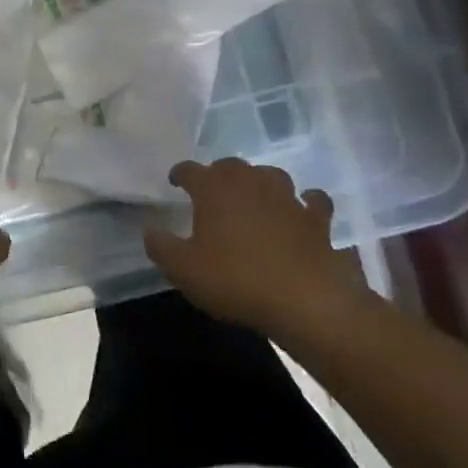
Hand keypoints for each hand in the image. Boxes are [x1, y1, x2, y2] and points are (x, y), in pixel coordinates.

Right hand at [144, 158, 366, 336]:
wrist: (305, 301)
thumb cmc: (235, 280)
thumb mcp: (183, 269)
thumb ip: (161, 246)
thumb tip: (150, 230)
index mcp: (214, 189)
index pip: (191, 170)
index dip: (180, 174)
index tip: (175, 182)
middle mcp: (251, 183)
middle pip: (231, 166)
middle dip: (218, 174)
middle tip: (211, 191)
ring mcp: (288, 198)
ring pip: (270, 176)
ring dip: (259, 182)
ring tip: (252, 196)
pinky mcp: (317, 219)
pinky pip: (313, 201)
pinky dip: (306, 202)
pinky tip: (302, 209)